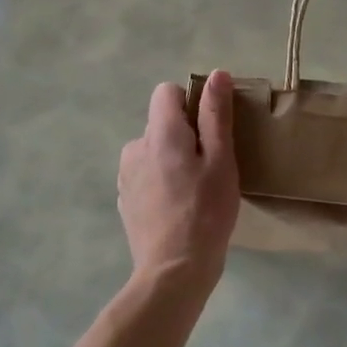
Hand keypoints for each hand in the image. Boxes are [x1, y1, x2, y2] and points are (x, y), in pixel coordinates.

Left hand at [118, 72, 240, 289]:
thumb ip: (216, 115)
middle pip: (161, 123)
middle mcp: (135, 147)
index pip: (166, 92)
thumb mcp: (222, 161)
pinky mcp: (124, 200)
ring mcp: (125, 175)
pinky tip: (178, 207)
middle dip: (185, 135)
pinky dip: (161, 181)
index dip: (191, 103)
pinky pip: (145, 174)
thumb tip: (216, 75)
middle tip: (210, 167)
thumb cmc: (206, 212)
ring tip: (195, 190)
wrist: (173, 271)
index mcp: (160, 133)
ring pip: (153, 150)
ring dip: (172, 159)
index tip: (210, 130)